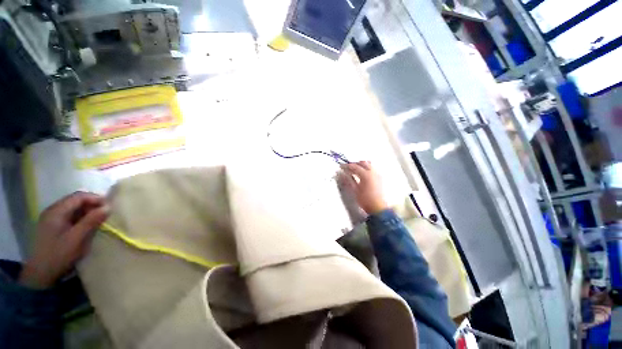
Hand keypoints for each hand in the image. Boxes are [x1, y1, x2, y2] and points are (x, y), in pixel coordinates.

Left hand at [19, 192, 108, 288]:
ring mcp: (51, 219)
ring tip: (98, 220)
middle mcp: (52, 211)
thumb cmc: (59, 255)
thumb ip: (91, 221)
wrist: (40, 274)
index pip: (79, 196)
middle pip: (75, 201)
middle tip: (105, 214)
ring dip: (87, 212)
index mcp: (56, 211)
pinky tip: (86, 226)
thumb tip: (108, 207)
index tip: (109, 207)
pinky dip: (80, 218)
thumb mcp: (77, 239)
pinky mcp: (52, 227)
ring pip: (73, 209)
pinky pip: (69, 216)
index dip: (95, 199)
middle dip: (92, 205)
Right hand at [339, 161, 388, 214]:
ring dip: (361, 165)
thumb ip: (349, 180)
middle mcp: (373, 172)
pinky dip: (366, 169)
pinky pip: (372, 169)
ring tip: (354, 170)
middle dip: (355, 164)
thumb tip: (343, 173)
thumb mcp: (355, 190)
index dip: (347, 166)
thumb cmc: (365, 200)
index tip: (341, 166)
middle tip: (348, 167)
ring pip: (369, 165)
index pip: (355, 166)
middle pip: (363, 163)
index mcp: (366, 175)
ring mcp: (378, 174)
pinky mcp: (380, 178)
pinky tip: (362, 174)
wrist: (378, 208)